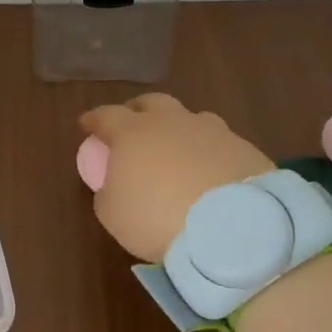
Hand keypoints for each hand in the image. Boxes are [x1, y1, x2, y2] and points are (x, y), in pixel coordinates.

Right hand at [79, 93, 275, 262]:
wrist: (232, 228)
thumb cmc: (157, 218)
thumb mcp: (113, 214)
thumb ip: (108, 193)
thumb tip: (114, 186)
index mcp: (132, 132)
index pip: (105, 115)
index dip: (94, 120)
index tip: (87, 125)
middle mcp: (170, 122)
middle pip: (150, 103)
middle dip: (137, 111)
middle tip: (133, 127)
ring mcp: (211, 131)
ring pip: (190, 118)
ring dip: (179, 128)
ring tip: (177, 148)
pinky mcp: (244, 147)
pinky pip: (220, 142)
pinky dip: (210, 151)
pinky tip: (211, 170)